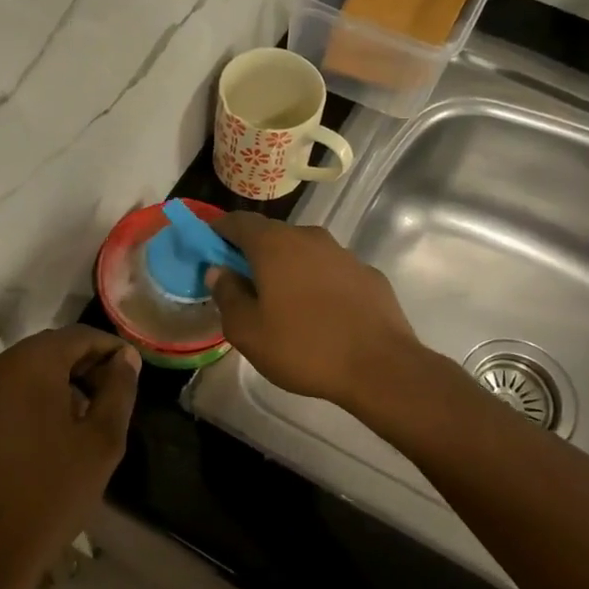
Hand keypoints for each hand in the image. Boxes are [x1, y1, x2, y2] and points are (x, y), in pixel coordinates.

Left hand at [0, 326, 139, 588]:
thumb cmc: (53, 492)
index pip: (77, 336)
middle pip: (49, 350)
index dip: (109, 348)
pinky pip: (5, 396)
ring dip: (58, 384)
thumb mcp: (102, 441)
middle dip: (84, 365)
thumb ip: (118, 390)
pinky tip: (49, 436)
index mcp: (29, 365)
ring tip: (85, 417)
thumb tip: (125, 358)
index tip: (131, 370)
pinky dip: (31, 401)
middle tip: (112, 394)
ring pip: (25, 372)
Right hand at [208, 213, 417, 408]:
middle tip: (242, 285)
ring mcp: (343, 253)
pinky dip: (318, 283)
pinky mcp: (368, 273)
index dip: (218, 232)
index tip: (208, 250)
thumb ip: (227, 295)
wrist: (380, 366)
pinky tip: (321, 314)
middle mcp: (309, 237)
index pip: (238, 221)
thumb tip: (218, 271)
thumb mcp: (248, 331)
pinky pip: (331, 271)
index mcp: (274, 245)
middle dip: (253, 254)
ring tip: (283, 304)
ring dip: (288, 269)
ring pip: (304, 252)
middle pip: (272, 235)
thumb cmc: (304, 347)